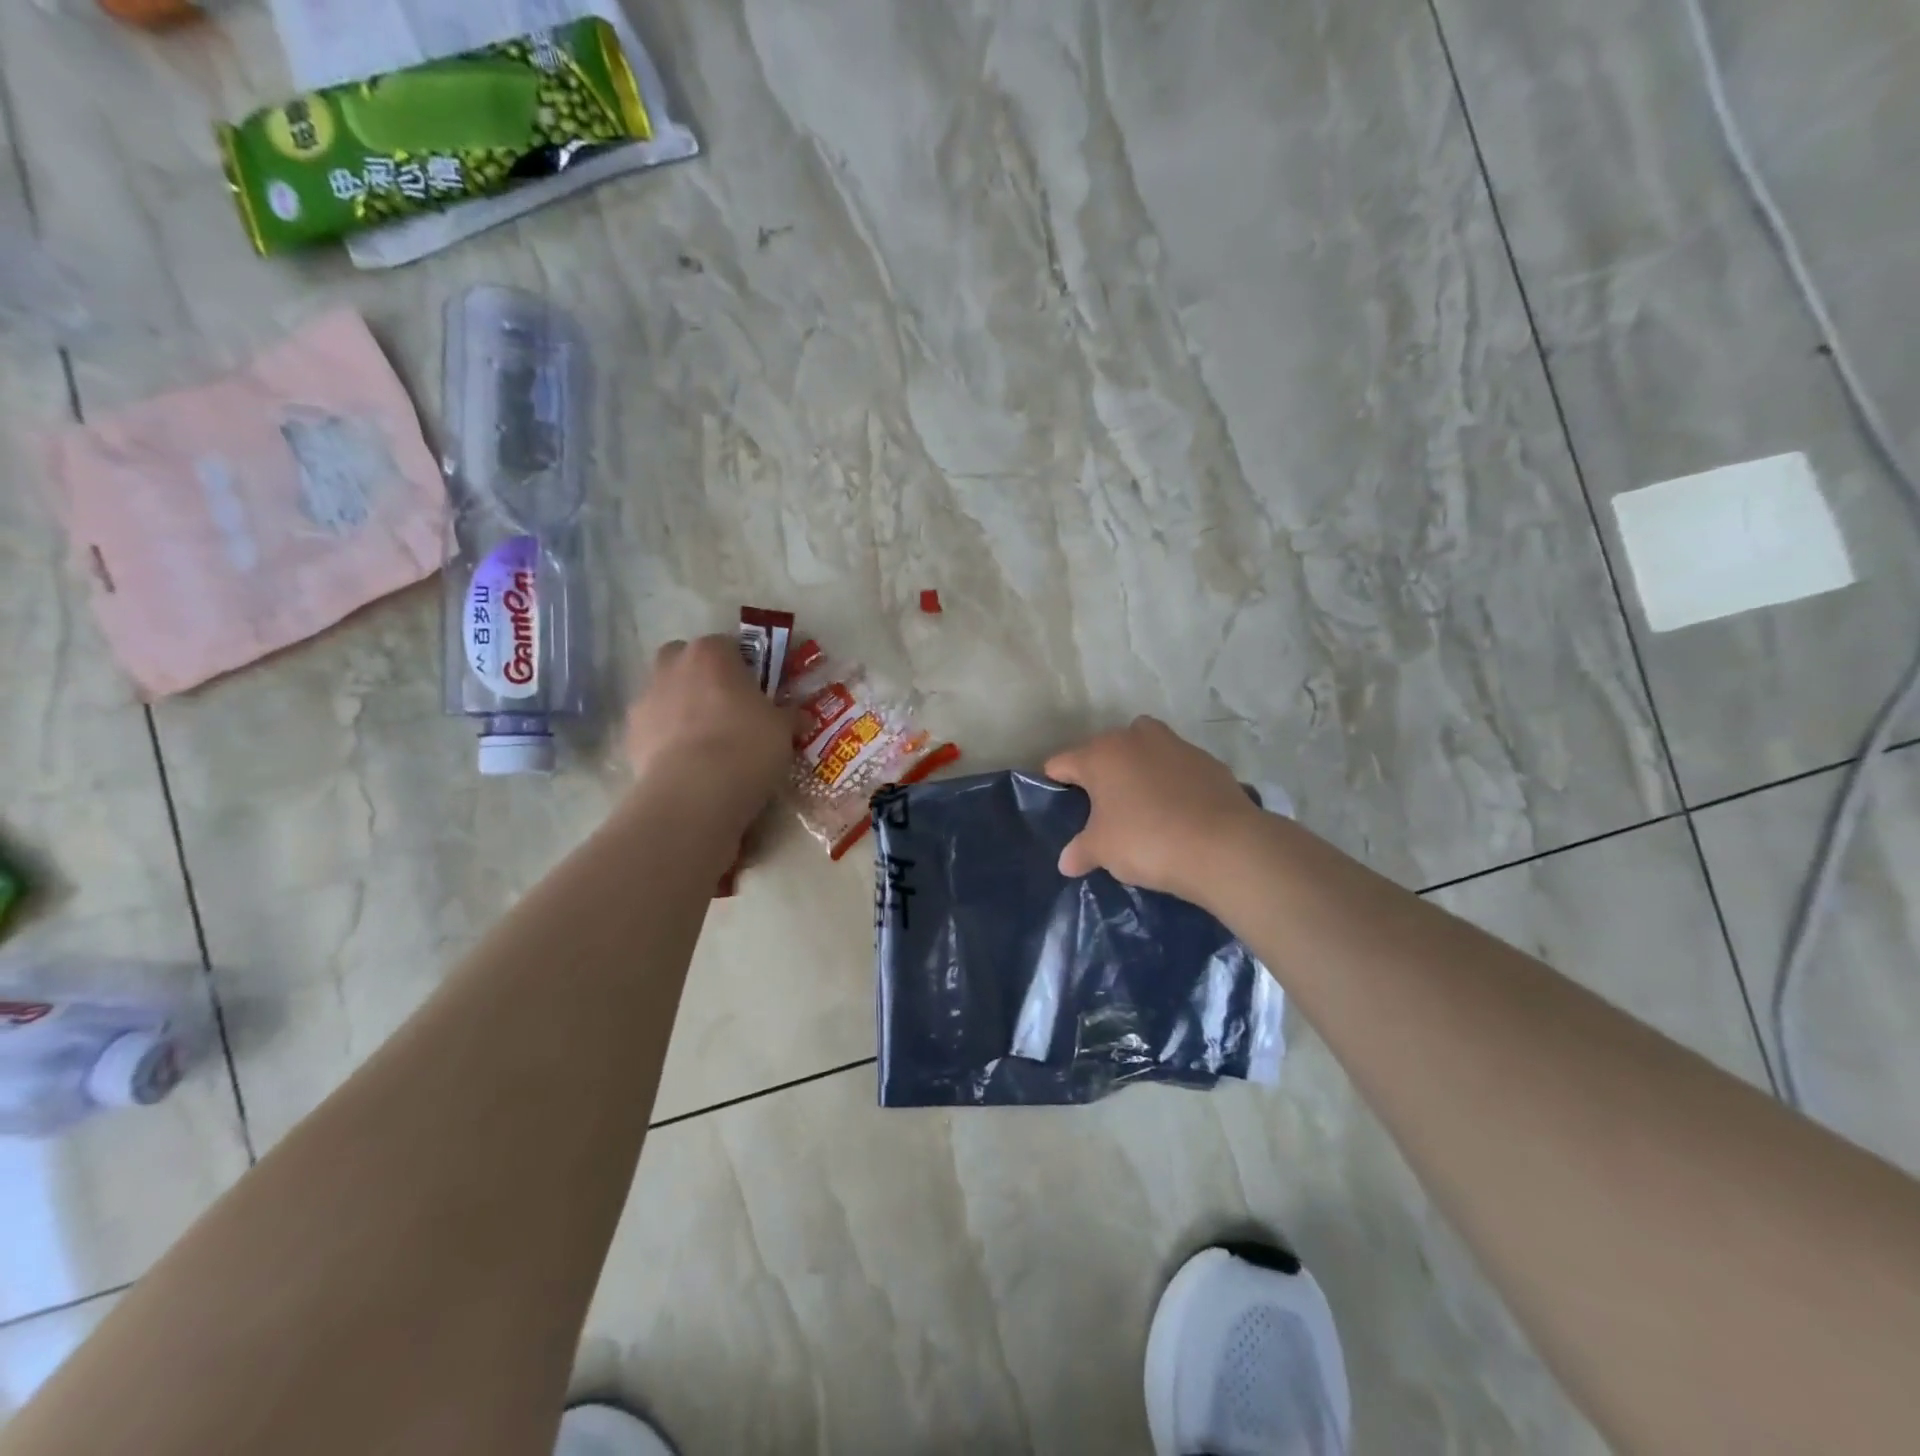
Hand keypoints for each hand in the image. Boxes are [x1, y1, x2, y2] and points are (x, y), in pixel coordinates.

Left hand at [624, 637, 794, 818]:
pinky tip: (687, 764)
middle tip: (726, 708)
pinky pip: (654, 729)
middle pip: (685, 661)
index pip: (728, 646)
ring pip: (666, 694)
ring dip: (682, 709)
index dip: (743, 667)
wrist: (695, 791)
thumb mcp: (783, 729)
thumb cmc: (747, 745)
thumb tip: (798, 716)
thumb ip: (787, 715)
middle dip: (702, 678)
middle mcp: (672, 666)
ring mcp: (645, 699)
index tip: (756, 691)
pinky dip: (666, 740)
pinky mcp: (630, 735)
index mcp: (711, 653)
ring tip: (706, 743)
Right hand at [1045, 717, 1264, 902]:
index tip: (1060, 806)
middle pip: (1104, 750)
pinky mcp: (1207, 760)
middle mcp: (1134, 738)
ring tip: (1142, 805)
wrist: (1223, 846)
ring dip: (1138, 769)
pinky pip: (1177, 767)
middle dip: (1100, 775)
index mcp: (1100, 755)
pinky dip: (1172, 781)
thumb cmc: (1147, 841)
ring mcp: (1174, 745)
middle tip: (1102, 811)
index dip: (1056, 783)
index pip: (1061, 762)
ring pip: (1144, 749)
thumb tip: (1067, 862)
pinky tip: (1178, 812)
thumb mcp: (1103, 851)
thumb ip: (1080, 851)